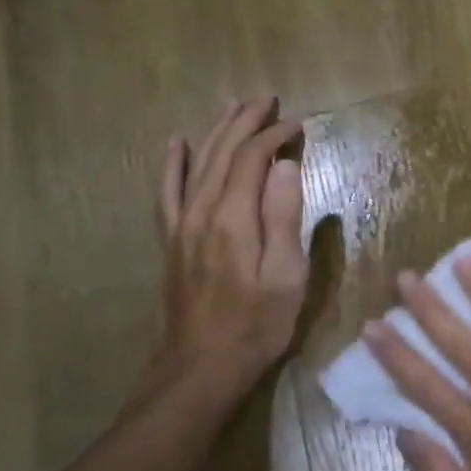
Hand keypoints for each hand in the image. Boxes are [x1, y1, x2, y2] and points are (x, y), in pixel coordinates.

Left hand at [156, 98, 307, 408]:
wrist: (200, 370)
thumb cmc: (257, 325)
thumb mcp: (286, 275)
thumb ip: (284, 216)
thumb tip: (285, 165)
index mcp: (233, 217)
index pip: (254, 158)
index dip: (276, 136)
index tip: (301, 124)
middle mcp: (202, 211)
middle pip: (223, 152)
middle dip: (247, 122)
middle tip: (268, 100)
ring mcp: (182, 225)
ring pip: (198, 163)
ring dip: (218, 131)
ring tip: (235, 107)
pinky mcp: (173, 241)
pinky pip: (169, 192)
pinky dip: (174, 164)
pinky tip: (177, 144)